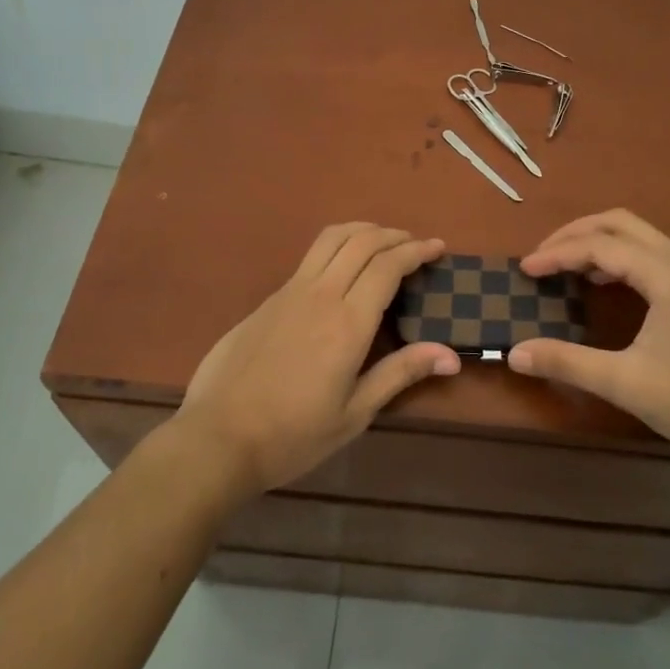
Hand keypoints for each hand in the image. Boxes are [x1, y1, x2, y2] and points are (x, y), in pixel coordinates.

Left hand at [176, 223, 458, 497]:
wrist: (217, 437)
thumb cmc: (293, 434)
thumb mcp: (354, 413)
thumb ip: (401, 373)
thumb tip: (451, 355)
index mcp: (348, 323)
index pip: (388, 266)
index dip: (416, 251)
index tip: (438, 248)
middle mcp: (321, 294)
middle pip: (362, 241)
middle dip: (394, 235)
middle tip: (415, 244)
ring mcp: (290, 291)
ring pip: (331, 238)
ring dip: (363, 230)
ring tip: (382, 241)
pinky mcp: (269, 298)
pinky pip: (310, 256)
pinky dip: (338, 246)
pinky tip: (342, 268)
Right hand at [509, 210, 669, 466]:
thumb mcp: (626, 383)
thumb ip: (568, 362)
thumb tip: (515, 353)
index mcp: (668, 274)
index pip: (600, 246)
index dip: (558, 254)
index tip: (525, 269)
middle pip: (620, 223)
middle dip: (575, 233)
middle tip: (542, 256)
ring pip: (639, 235)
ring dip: (599, 241)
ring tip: (565, 266)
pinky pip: (653, 253)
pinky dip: (621, 256)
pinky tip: (605, 282)